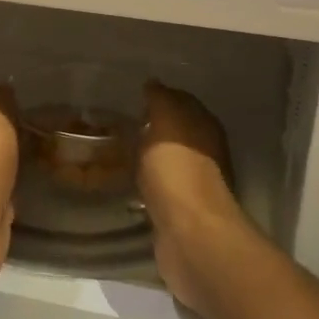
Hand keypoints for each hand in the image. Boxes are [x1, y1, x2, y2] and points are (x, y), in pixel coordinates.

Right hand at [138, 82, 241, 312]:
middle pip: (175, 133)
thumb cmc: (178, 172)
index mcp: (204, 128)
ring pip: (166, 160)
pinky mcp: (178, 212)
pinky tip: (124, 181)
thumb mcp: (167, 123)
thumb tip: (154, 83)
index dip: (158, 97)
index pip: (181, 102)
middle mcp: (204, 153)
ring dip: (146, 155)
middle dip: (150, 126)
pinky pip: (158, 187)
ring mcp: (192, 184)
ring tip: (113, 150)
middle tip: (115, 123)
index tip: (130, 96)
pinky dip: (144, 181)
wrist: (190, 235)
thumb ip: (161, 101)